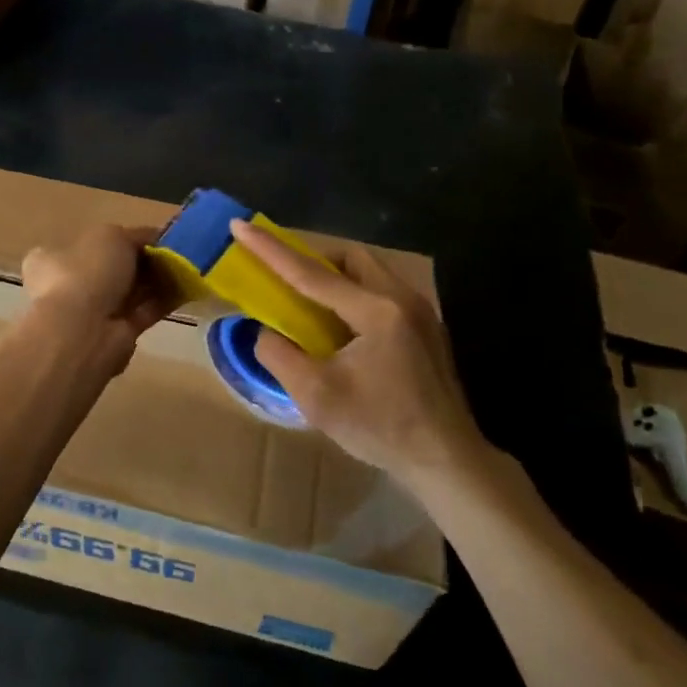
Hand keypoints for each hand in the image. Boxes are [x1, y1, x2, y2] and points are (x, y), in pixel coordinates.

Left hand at [21, 225, 171, 375]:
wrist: (84, 331)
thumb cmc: (87, 272)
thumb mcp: (111, 235)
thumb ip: (134, 235)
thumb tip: (153, 237)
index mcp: (52, 259)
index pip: (86, 245)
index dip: (119, 239)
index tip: (149, 237)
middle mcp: (69, 286)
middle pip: (113, 269)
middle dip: (142, 261)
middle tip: (173, 251)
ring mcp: (92, 313)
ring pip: (130, 291)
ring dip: (156, 280)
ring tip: (186, 267)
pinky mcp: (117, 333)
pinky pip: (144, 311)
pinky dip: (164, 300)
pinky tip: (187, 288)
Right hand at [227, 219, 488, 484]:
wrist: (446, 460)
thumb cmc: (380, 427)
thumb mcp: (316, 396)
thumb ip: (279, 355)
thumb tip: (264, 331)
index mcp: (376, 311)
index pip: (311, 273)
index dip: (270, 250)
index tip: (240, 226)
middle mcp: (402, 299)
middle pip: (349, 258)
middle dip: (311, 257)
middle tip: (282, 273)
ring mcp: (419, 312)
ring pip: (369, 272)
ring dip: (334, 276)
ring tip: (308, 299)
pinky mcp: (425, 329)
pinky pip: (381, 292)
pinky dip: (353, 293)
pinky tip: (340, 325)